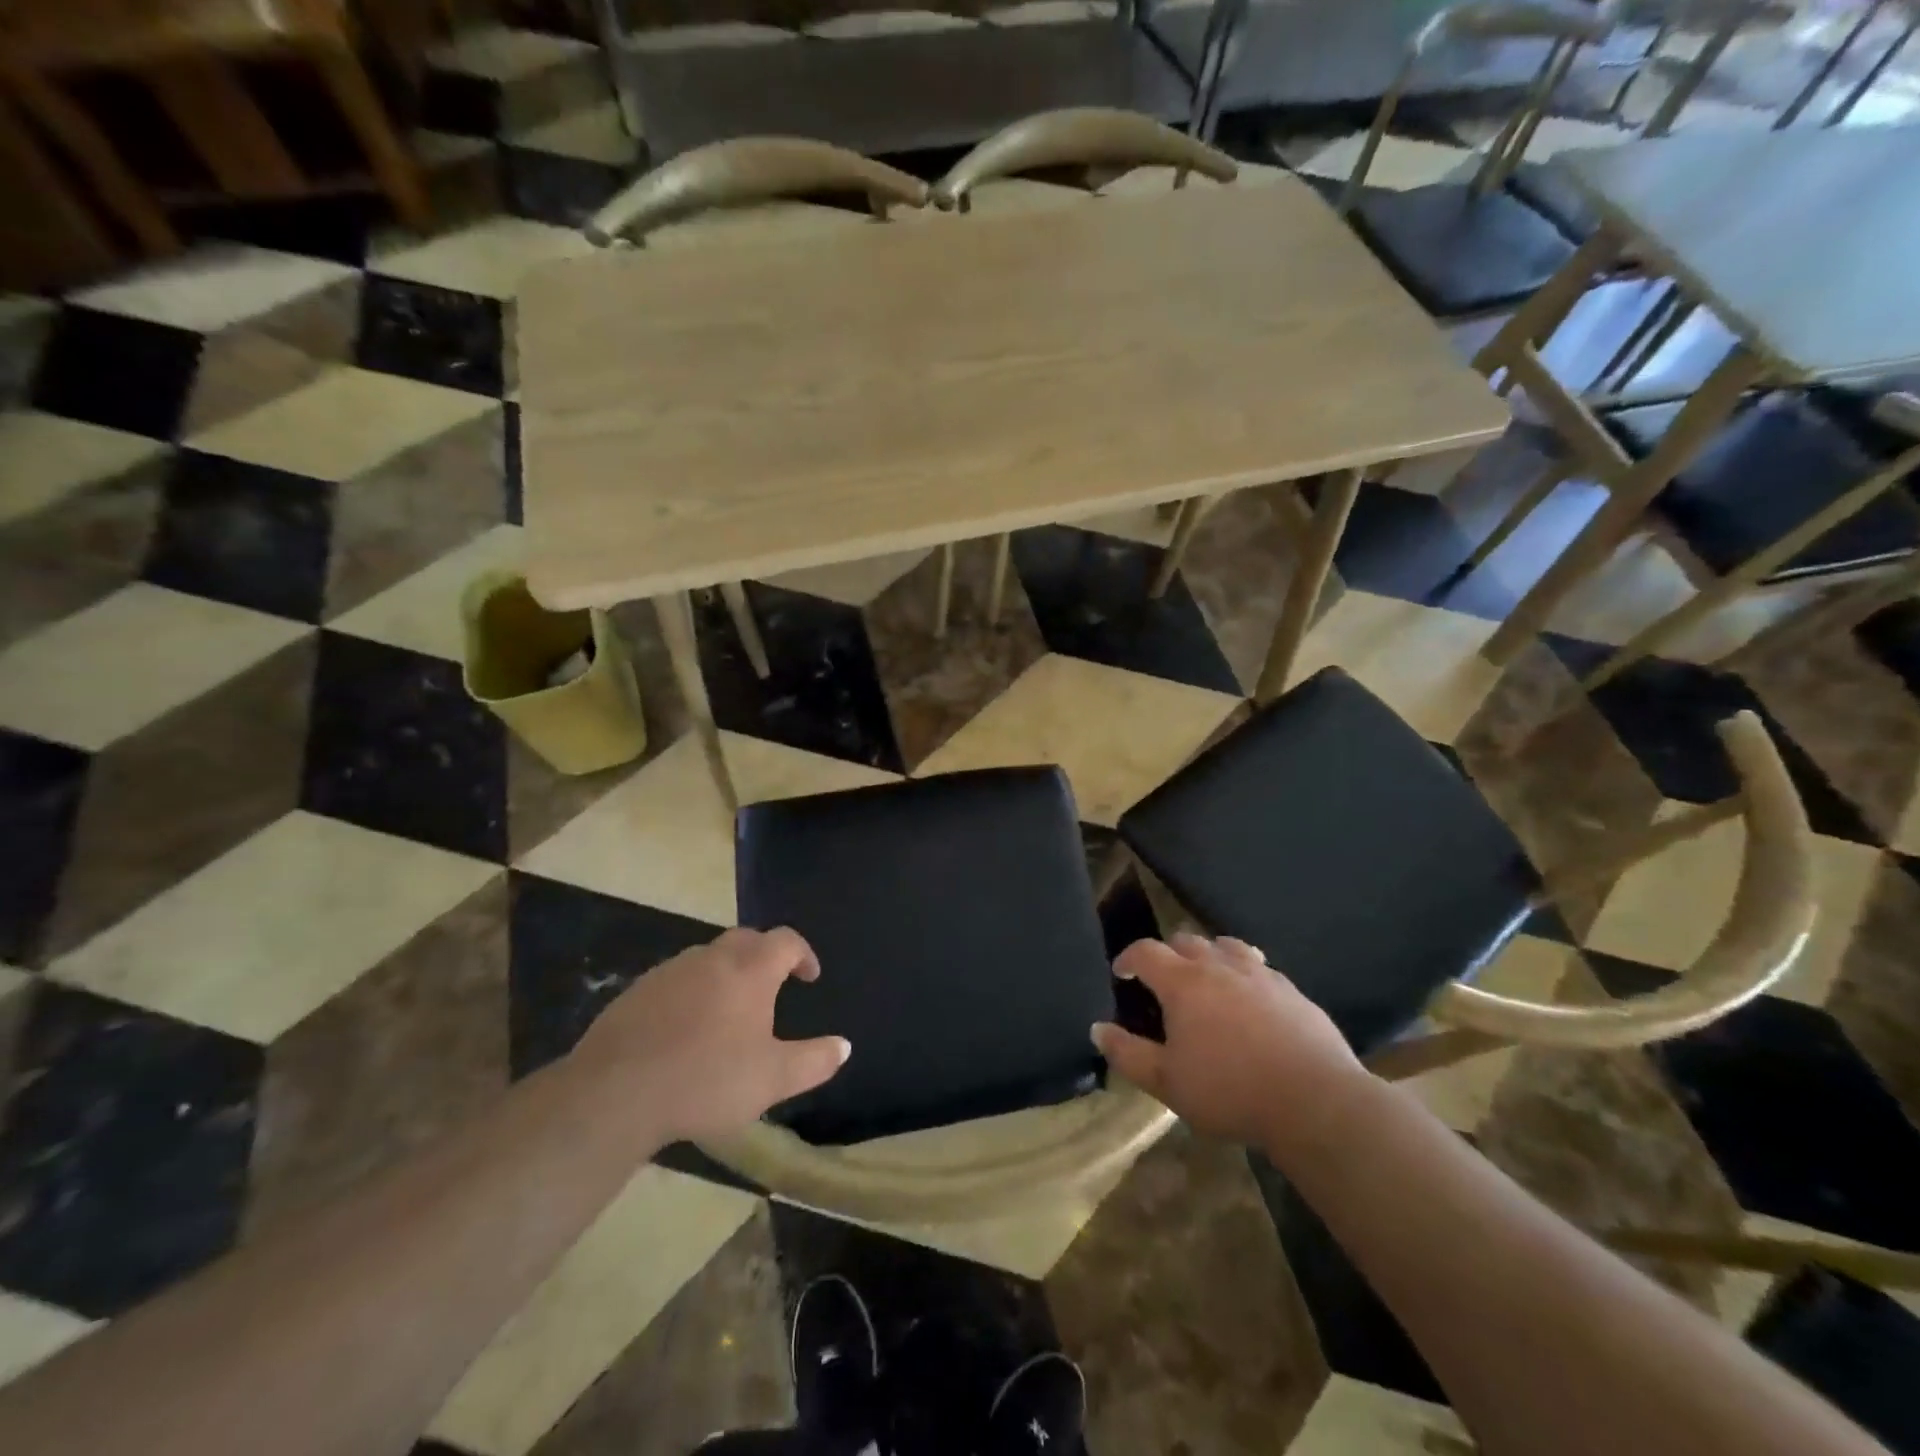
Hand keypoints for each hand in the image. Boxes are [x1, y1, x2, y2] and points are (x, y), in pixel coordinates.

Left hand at [569, 927, 850, 1145]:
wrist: (615, 1093)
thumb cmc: (707, 1080)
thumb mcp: (773, 1079)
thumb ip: (814, 1061)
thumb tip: (844, 1046)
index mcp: (750, 970)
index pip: (786, 940)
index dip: (803, 954)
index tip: (809, 977)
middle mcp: (712, 958)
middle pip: (746, 940)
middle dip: (765, 956)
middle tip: (772, 986)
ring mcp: (670, 971)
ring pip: (708, 958)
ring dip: (726, 973)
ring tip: (730, 1009)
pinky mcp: (636, 991)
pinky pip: (676, 979)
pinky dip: (692, 992)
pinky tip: (685, 1028)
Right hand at [1092, 934, 1365, 1150]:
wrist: (1315, 1101)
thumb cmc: (1230, 1091)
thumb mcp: (1167, 1082)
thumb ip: (1127, 1054)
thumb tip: (1097, 1029)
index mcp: (1184, 983)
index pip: (1146, 952)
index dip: (1128, 958)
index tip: (1121, 972)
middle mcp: (1219, 967)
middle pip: (1186, 941)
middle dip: (1168, 954)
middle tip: (1163, 980)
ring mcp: (1260, 974)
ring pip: (1226, 946)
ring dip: (1209, 955)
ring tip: (1207, 979)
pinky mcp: (1293, 991)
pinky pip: (1261, 968)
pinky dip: (1245, 974)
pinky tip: (1251, 1000)